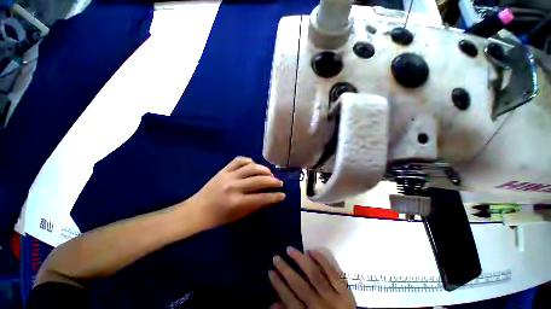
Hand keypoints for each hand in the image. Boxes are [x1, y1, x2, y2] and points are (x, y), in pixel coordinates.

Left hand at [189, 157, 284, 227]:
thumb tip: (270, 197)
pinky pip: (239, 160)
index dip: (275, 196)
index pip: (262, 198)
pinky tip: (254, 165)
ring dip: (264, 170)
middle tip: (279, 182)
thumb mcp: (239, 216)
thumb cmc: (219, 217)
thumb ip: (255, 205)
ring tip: (269, 173)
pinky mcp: (223, 170)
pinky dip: (249, 161)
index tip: (283, 194)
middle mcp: (234, 187)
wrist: (198, 210)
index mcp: (237, 202)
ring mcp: (228, 176)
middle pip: (259, 180)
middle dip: (273, 181)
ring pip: (251, 167)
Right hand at [269, 247, 355, 308]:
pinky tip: (311, 251)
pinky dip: (321, 260)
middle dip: (285, 270)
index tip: (270, 271)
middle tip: (276, 257)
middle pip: (299, 285)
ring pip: (314, 274)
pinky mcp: (345, 291)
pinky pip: (332, 272)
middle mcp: (319, 306)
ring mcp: (334, 297)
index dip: (278, 284)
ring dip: (300, 260)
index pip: (289, 299)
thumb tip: (272, 303)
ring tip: (290, 249)